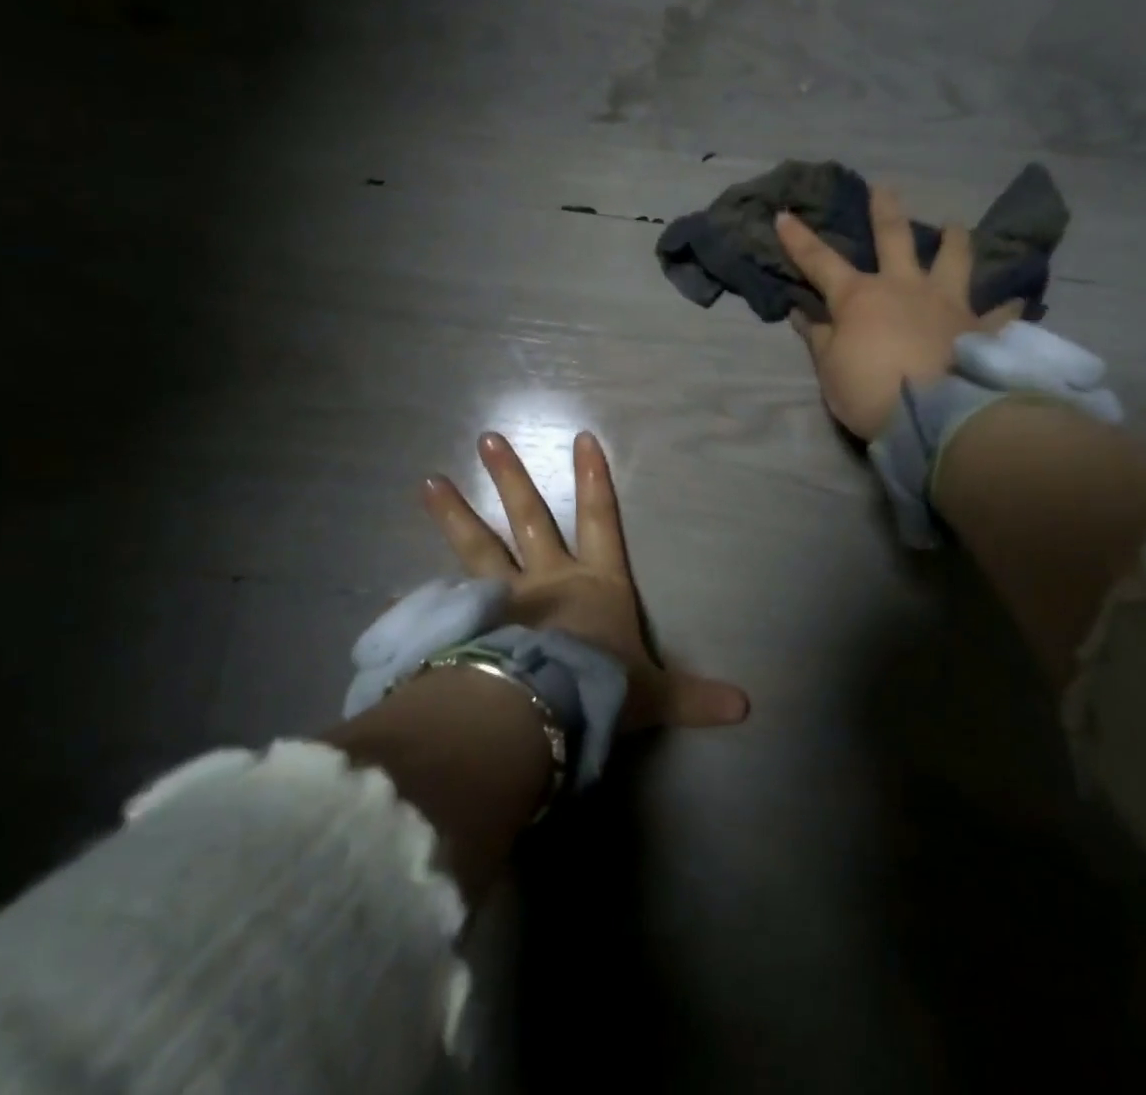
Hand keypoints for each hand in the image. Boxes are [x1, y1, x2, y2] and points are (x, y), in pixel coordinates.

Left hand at [420, 430, 749, 733]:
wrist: (544, 708)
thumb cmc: (604, 688)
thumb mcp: (654, 695)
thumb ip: (694, 698)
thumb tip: (747, 708)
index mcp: (595, 584)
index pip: (599, 519)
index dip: (594, 480)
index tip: (582, 438)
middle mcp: (547, 579)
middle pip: (529, 518)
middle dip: (512, 478)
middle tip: (488, 439)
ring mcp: (504, 599)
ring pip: (478, 547)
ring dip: (455, 514)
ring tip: (427, 482)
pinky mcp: (471, 626)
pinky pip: (447, 604)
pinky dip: (426, 594)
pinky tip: (398, 586)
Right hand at [777, 185, 1021, 439]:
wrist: (934, 415)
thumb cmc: (869, 390)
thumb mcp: (830, 369)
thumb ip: (819, 338)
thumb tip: (803, 313)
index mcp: (860, 297)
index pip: (820, 261)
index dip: (799, 239)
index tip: (784, 215)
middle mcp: (905, 288)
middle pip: (894, 238)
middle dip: (885, 210)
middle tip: (884, 187)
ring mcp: (947, 304)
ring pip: (953, 259)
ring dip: (953, 239)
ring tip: (954, 224)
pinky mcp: (980, 328)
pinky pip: (997, 313)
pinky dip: (1006, 307)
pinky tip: (1017, 300)